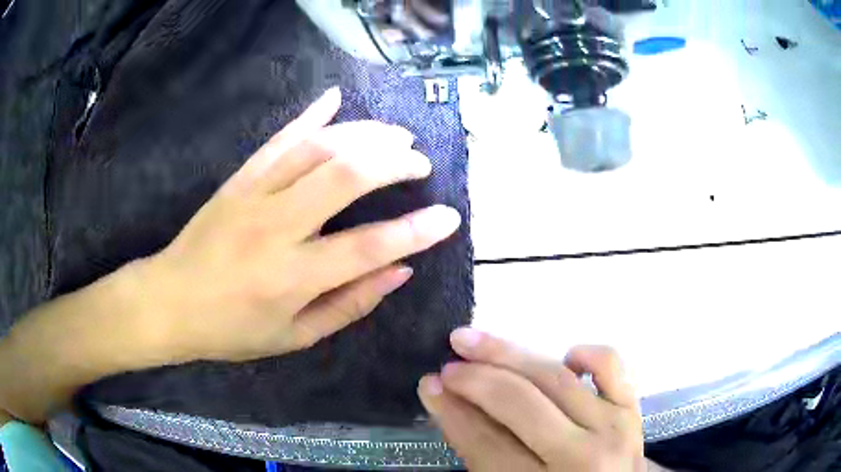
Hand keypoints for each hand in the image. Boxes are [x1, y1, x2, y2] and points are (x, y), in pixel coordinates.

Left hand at [131, 88, 460, 362]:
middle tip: (421, 164)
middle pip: (347, 175)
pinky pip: (278, 139)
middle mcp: (276, 227)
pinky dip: (310, 114)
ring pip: (318, 147)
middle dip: (395, 163)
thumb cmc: (231, 330)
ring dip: (365, 134)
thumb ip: (350, 304)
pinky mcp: (238, 179)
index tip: (449, 217)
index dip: (417, 231)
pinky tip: (335, 97)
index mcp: (292, 277)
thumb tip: (400, 271)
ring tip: (397, 136)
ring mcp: (254, 195)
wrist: (169, 302)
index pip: (370, 247)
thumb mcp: (295, 337)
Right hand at [418, 330, 644, 471]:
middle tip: (447, 364)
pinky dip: (585, 353)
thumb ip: (482, 455)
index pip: (485, 442)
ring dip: (509, 355)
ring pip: (555, 377)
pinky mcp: (632, 408)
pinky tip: (563, 357)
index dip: (451, 411)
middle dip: (475, 379)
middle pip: (519, 404)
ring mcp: (612, 426)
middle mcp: (581, 456)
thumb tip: (451, 404)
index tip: (429, 385)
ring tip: (474, 341)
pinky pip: (611, 365)